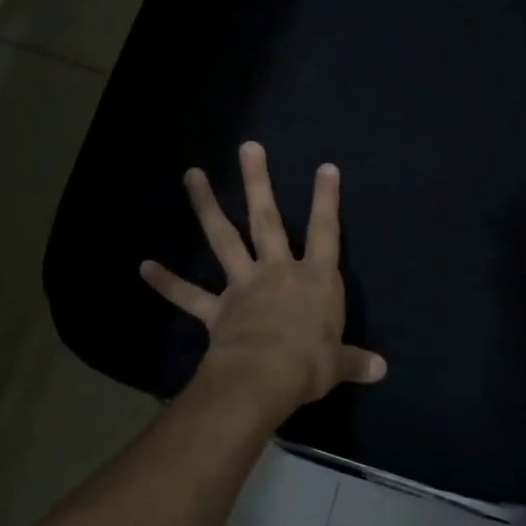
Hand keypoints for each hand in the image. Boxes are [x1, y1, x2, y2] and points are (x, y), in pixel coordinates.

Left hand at [142, 142, 386, 419]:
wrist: (263, 378)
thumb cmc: (309, 364)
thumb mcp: (338, 363)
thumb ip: (356, 360)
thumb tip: (381, 370)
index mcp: (314, 279)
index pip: (325, 231)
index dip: (326, 199)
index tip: (325, 167)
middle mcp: (278, 272)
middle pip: (267, 219)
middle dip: (258, 182)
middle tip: (248, 147)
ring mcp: (243, 286)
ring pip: (223, 239)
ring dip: (206, 206)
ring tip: (192, 174)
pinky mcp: (217, 310)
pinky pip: (190, 295)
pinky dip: (168, 282)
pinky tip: (145, 266)